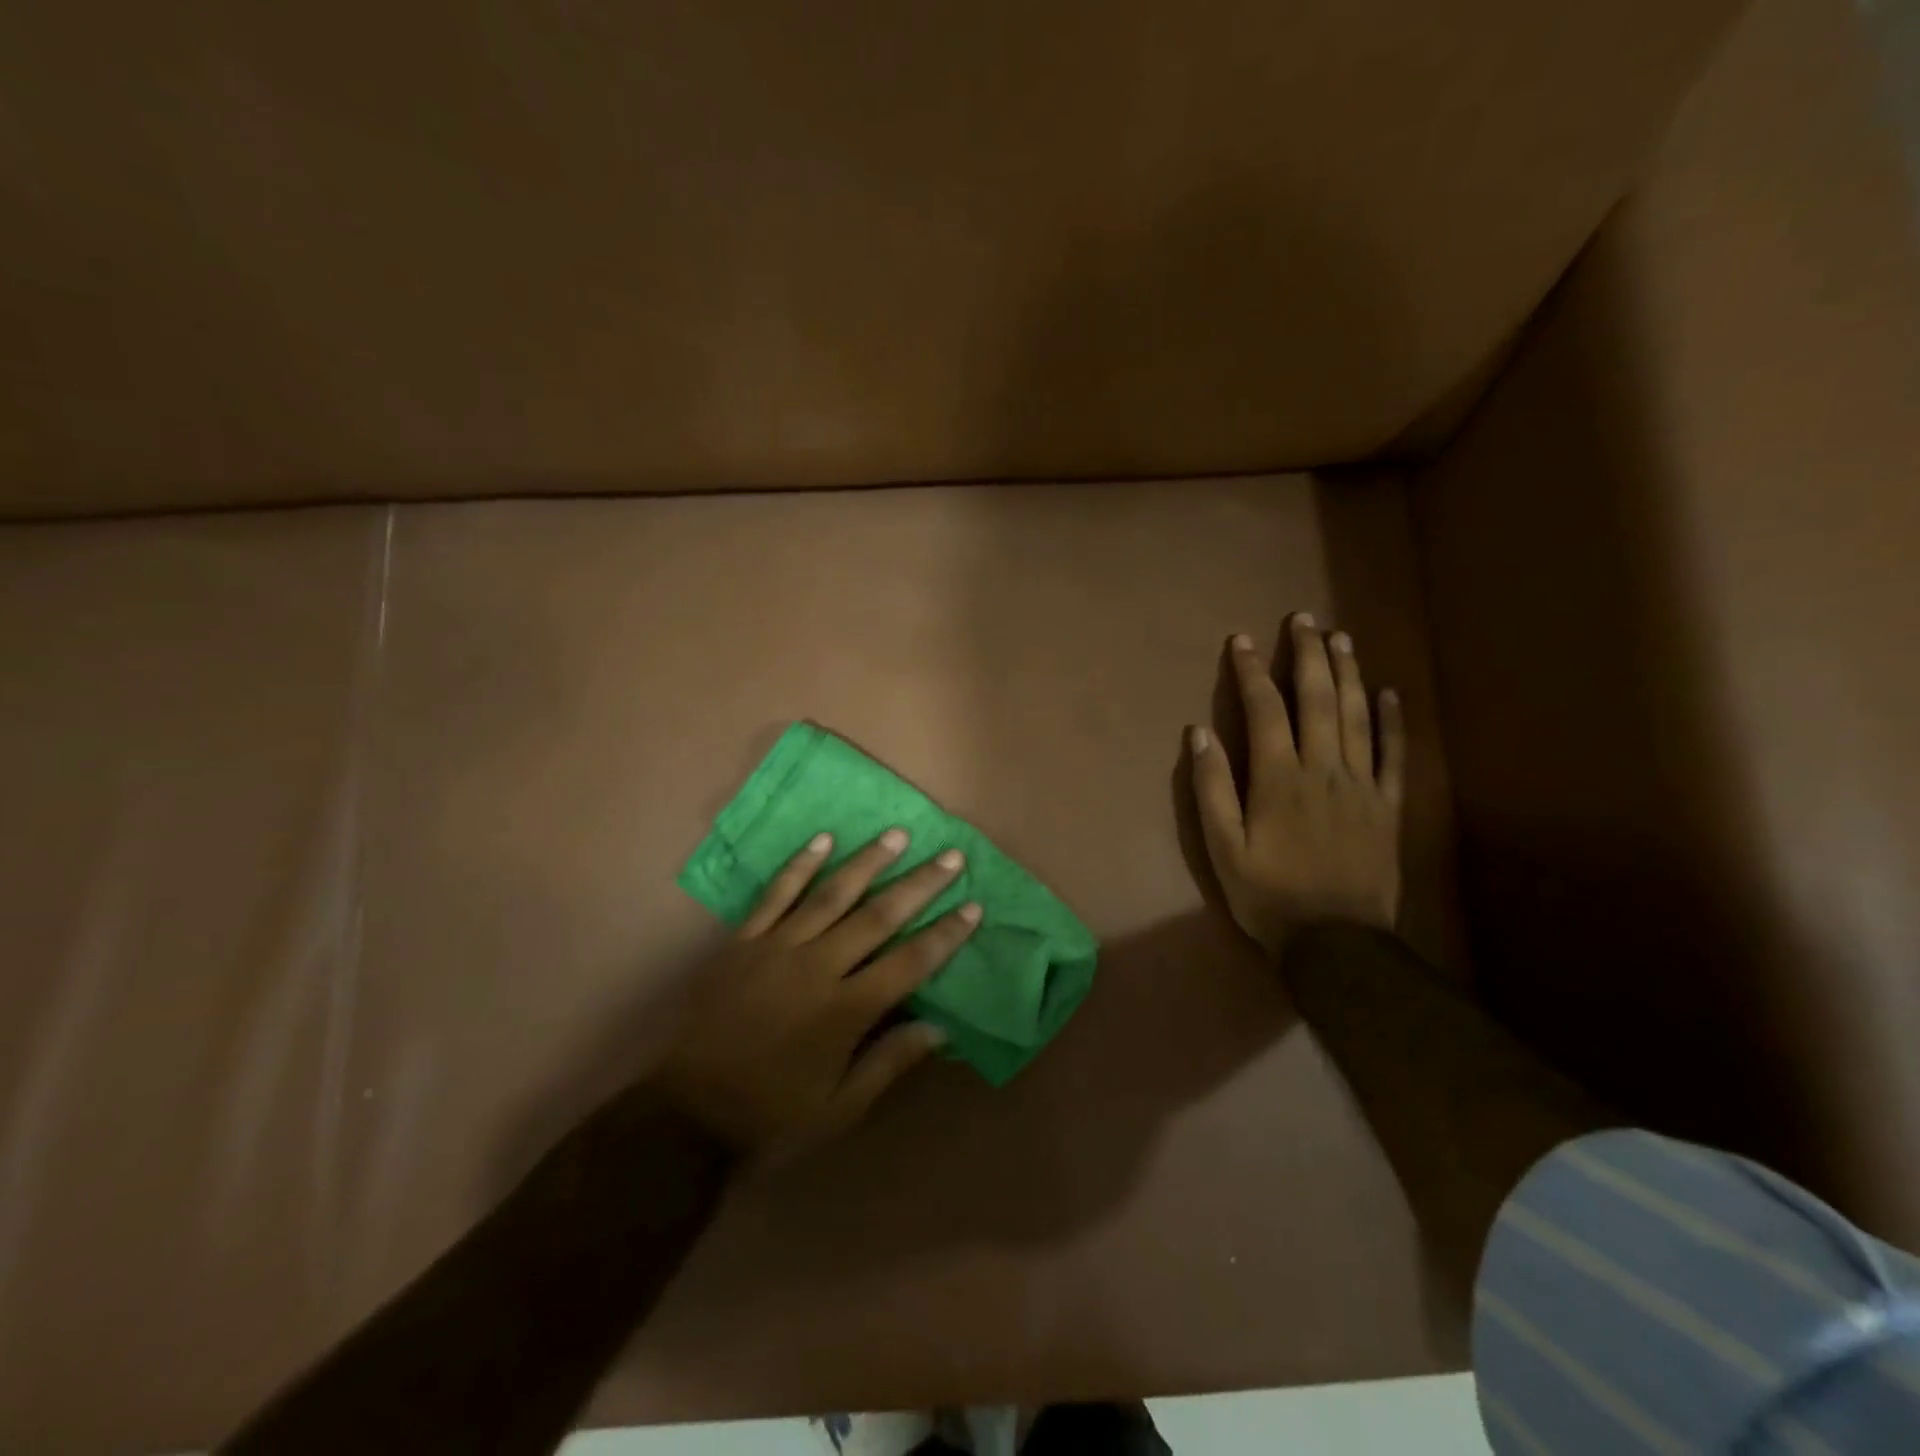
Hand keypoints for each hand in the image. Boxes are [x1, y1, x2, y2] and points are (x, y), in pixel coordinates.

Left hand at [648, 829, 979, 1161]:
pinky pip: (776, 895)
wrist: (685, 1113)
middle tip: (950, 856)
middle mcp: (817, 968)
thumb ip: (889, 1063)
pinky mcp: (743, 941)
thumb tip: (940, 1028)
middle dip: (919, 885)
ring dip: (868, 862)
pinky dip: (801, 865)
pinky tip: (823, 840)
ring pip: (832, 894)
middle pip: (878, 916)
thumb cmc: (770, 1115)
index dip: (945, 934)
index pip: (910, 962)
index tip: (973, 907)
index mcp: (845, 1011)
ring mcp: (777, 948)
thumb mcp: (839, 1109)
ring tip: (897, 835)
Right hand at [1189, 615, 1405, 958]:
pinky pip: (1394, 754)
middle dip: (1307, 655)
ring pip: (1356, 716)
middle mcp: (1323, 769)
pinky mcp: (1388, 806)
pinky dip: (1392, 721)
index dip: (1251, 672)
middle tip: (1304, 619)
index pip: (1264, 710)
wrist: (1336, 943)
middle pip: (1317, 699)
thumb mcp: (1222, 848)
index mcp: (1278, 778)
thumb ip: (1210, 788)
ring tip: (1340, 638)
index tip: (1242, 641)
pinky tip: (1389, 693)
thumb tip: (1200, 733)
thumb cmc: (1268, 895)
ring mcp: (1361, 785)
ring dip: (1348, 673)